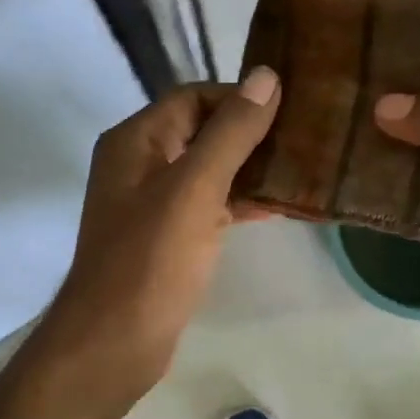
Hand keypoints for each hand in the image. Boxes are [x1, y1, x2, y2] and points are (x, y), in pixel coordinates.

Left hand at [37, 68, 280, 405]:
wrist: (114, 343)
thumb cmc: (151, 260)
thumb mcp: (194, 189)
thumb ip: (231, 132)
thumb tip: (266, 75)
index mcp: (136, 141)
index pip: (193, 97)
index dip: (239, 98)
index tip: (290, 109)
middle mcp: (139, 164)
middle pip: (201, 131)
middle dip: (250, 132)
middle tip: (305, 137)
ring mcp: (152, 203)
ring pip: (208, 170)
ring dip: (249, 168)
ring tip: (303, 168)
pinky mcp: (167, 237)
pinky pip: (208, 205)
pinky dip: (239, 201)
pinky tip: (279, 206)